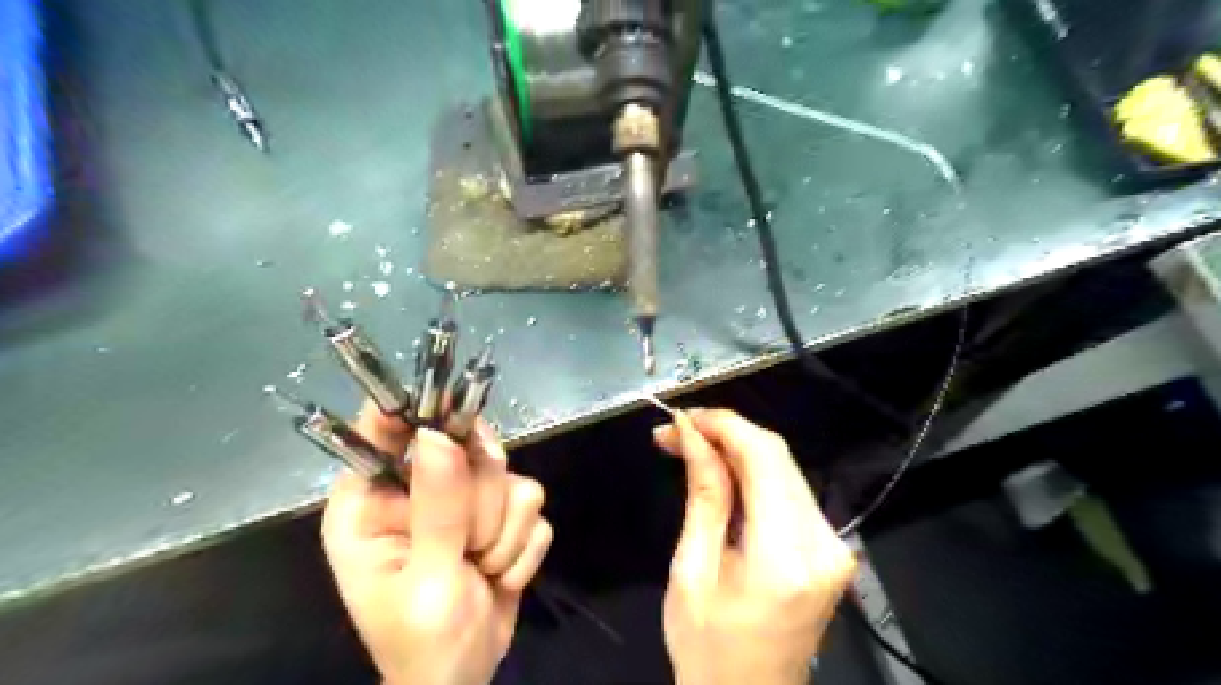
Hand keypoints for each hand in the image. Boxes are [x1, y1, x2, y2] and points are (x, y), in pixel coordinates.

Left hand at [324, 401, 554, 684]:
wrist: (465, 678)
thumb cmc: (424, 641)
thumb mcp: (426, 580)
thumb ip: (435, 508)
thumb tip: (438, 435)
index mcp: (373, 502)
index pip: (385, 431)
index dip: (420, 414)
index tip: (457, 421)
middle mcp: (420, 490)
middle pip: (469, 446)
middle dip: (481, 502)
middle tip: (471, 544)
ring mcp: (466, 501)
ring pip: (510, 476)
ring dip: (504, 533)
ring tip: (482, 568)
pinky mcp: (502, 516)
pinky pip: (532, 504)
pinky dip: (522, 547)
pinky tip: (500, 574)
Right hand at [654, 410, 850, 682]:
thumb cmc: (708, 647)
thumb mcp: (692, 569)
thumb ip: (703, 495)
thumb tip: (692, 435)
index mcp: (785, 556)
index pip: (763, 457)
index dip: (723, 425)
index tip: (682, 418)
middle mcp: (823, 543)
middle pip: (778, 456)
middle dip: (725, 432)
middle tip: (676, 433)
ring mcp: (834, 545)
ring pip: (784, 467)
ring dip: (737, 449)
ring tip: (690, 447)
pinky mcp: (830, 547)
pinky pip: (789, 489)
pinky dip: (753, 472)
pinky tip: (721, 470)